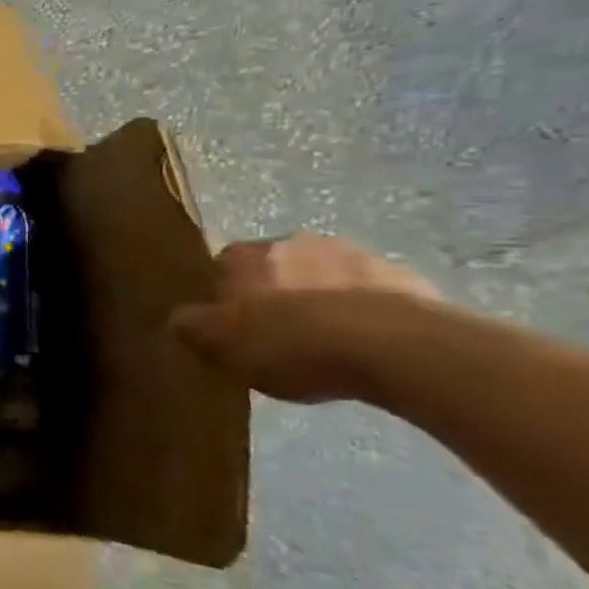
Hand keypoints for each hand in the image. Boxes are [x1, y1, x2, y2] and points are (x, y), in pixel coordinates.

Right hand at [171, 233, 442, 402]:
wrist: (395, 347)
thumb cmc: (289, 341)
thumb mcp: (219, 343)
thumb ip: (191, 326)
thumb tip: (180, 317)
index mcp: (246, 254)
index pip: (222, 266)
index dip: (225, 296)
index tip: (232, 326)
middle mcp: (295, 241)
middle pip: (276, 268)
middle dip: (277, 293)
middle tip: (279, 335)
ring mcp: (356, 255)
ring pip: (325, 277)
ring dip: (322, 300)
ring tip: (327, 344)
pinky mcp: (407, 277)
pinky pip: (372, 295)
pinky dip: (365, 314)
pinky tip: (367, 347)